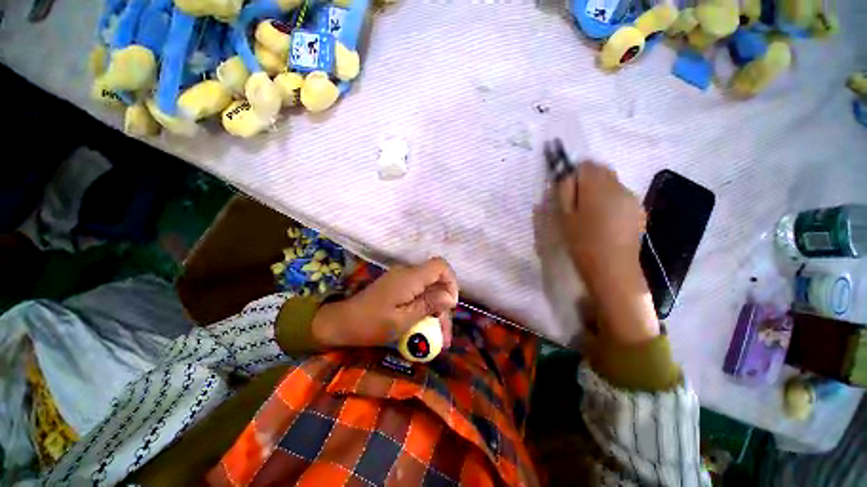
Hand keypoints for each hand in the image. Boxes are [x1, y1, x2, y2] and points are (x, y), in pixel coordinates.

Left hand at [312, 257, 458, 348]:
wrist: (341, 322)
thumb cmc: (371, 324)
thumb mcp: (403, 320)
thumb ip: (428, 305)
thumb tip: (451, 297)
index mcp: (410, 277)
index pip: (440, 266)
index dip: (451, 282)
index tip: (450, 305)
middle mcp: (408, 273)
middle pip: (436, 281)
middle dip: (444, 306)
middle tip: (445, 335)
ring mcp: (402, 279)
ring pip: (429, 290)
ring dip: (436, 311)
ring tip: (439, 340)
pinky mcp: (397, 286)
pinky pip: (418, 293)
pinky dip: (425, 309)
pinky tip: (426, 328)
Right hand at [556, 162, 645, 282]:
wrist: (612, 268)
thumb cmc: (582, 242)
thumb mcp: (564, 217)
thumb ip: (564, 191)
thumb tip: (565, 175)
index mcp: (597, 187)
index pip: (586, 165)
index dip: (574, 173)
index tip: (566, 188)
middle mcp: (618, 187)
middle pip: (601, 170)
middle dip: (587, 179)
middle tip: (576, 201)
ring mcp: (631, 198)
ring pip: (612, 183)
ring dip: (599, 190)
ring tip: (590, 213)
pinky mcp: (638, 210)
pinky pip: (621, 195)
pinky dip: (611, 199)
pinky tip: (605, 220)